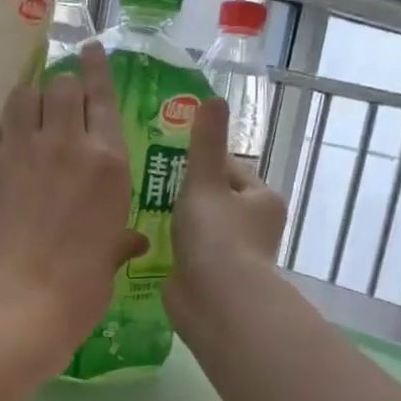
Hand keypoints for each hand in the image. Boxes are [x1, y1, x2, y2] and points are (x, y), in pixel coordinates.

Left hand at [0, 43, 144, 400]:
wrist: (13, 304)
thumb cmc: (76, 291)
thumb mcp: (107, 263)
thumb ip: (118, 240)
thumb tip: (133, 241)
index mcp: (108, 164)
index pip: (103, 97)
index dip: (96, 68)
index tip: (89, 49)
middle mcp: (66, 144)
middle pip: (60, 86)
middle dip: (60, 89)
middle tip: (57, 105)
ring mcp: (19, 150)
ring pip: (22, 96)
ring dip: (27, 102)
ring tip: (26, 119)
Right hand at [164, 97, 288, 328]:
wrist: (216, 302)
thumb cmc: (217, 237)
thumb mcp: (207, 183)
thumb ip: (205, 144)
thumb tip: (214, 98)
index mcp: (261, 199)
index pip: (230, 169)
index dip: (201, 160)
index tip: (168, 156)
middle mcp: (251, 226)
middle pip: (213, 197)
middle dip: (184, 191)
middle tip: (146, 179)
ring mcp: (229, 254)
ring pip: (198, 226)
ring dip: (175, 220)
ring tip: (139, 206)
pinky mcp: (208, 277)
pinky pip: (186, 252)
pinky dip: (169, 246)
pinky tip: (142, 239)